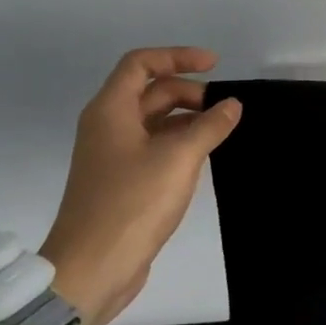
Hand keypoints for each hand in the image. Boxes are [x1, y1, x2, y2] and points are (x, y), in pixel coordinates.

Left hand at [38, 47, 241, 324]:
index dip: (178, 57)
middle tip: (225, 109)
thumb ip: (210, 125)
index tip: (215, 65)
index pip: (141, 63)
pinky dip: (180, 142)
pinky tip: (205, 156)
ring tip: (223, 131)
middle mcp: (108, 126)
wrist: (93, 267)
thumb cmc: (133, 202)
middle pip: (150, 92)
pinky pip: (154, 146)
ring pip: (154, 121)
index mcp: (111, 110)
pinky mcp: (122, 181)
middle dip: (190, 92)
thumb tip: (232, 105)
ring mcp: (113, 155)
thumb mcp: (179, 157)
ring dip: (188, 119)